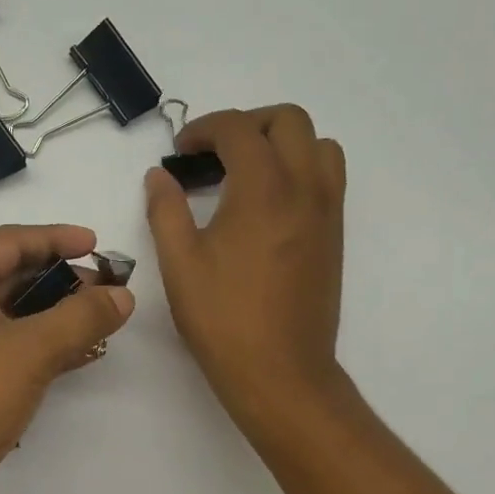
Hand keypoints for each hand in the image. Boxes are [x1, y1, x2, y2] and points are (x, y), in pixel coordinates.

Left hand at [0, 224, 135, 493]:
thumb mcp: (32, 350)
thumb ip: (82, 317)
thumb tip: (122, 295)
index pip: (12, 240)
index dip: (59, 239)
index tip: (99, 246)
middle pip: (9, 274)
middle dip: (61, 281)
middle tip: (107, 290)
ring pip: (6, 314)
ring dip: (52, 316)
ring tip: (99, 323)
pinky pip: (0, 346)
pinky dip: (35, 347)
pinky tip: (74, 357)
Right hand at [146, 105, 346, 427]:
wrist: (281, 372)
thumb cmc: (224, 319)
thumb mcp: (180, 264)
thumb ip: (166, 210)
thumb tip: (159, 176)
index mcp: (264, 189)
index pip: (238, 129)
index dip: (204, 129)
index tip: (180, 152)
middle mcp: (305, 188)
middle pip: (289, 120)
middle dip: (248, 123)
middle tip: (215, 153)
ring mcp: (327, 212)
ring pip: (319, 145)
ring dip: (283, 142)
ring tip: (247, 172)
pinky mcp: (335, 235)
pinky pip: (328, 178)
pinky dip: (301, 169)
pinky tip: (268, 205)